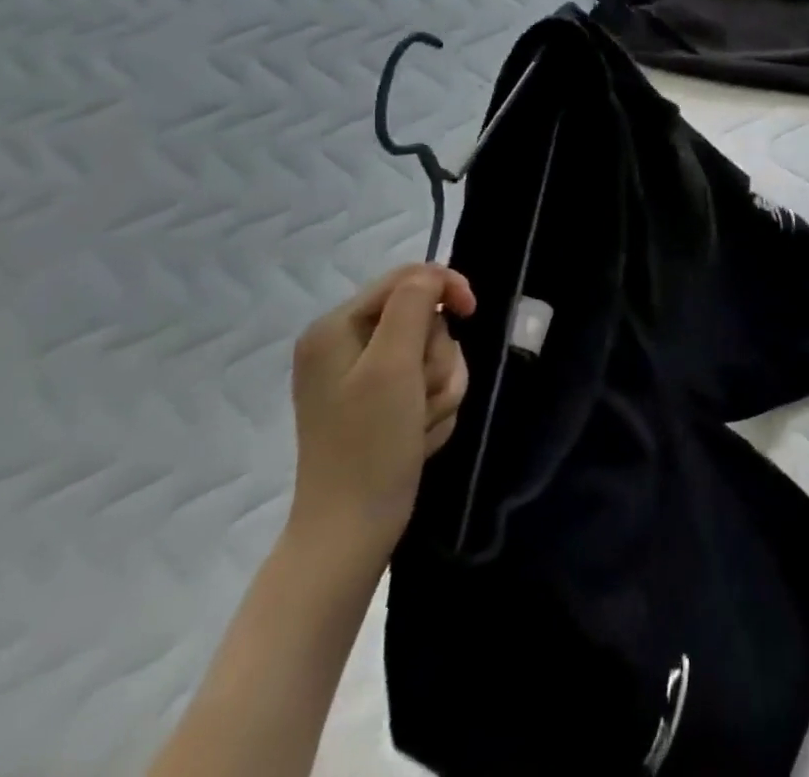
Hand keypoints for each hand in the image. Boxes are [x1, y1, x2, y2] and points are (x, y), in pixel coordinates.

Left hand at [288, 264, 475, 560]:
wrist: (351, 532)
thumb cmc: (370, 445)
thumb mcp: (393, 365)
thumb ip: (412, 305)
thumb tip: (431, 276)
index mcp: (336, 327)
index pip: (407, 279)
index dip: (446, 288)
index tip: (472, 312)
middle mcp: (343, 345)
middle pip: (424, 320)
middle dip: (438, 357)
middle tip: (424, 397)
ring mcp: (361, 378)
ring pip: (432, 354)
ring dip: (440, 387)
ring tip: (421, 423)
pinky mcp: (378, 404)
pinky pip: (426, 384)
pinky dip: (433, 407)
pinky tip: (418, 436)